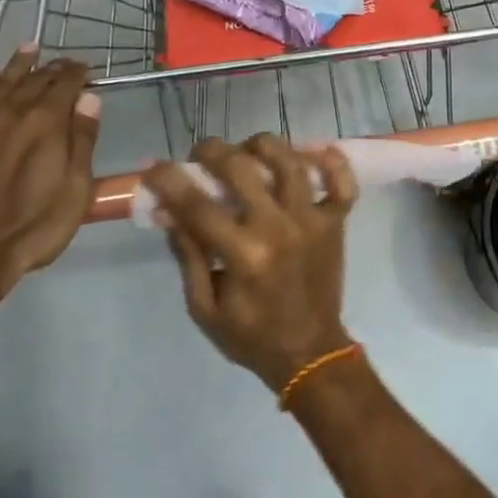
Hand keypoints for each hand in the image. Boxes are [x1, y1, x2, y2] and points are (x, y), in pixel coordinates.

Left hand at [0, 49, 100, 304]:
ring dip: (18, 64)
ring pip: (0, 80)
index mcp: (47, 123)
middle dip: (52, 68)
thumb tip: (89, 100)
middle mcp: (11, 110)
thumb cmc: (30, 228)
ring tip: (29, 50)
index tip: (86, 70)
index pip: (66, 84)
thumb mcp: (74, 191)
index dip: (78, 73)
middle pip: (35, 79)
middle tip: (62, 64)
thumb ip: (83, 141)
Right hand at [144, 135, 357, 391]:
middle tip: (201, 154)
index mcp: (243, 255)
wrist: (310, 352)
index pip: (198, 205)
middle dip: (213, 151)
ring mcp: (312, 221)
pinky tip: (313, 151)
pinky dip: (332, 162)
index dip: (170, 180)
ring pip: (290, 162)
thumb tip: (170, 211)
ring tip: (247, 149)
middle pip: (243, 169)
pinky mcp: (336, 222)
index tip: (154, 167)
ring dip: (264, 146)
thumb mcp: (204, 307)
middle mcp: (279, 228)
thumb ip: (188, 256)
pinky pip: (343, 182)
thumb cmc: (251, 335)